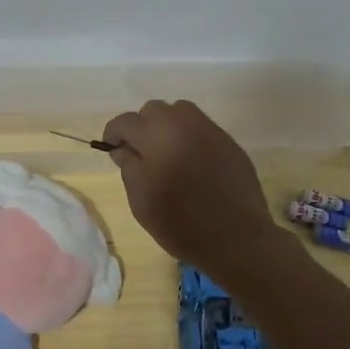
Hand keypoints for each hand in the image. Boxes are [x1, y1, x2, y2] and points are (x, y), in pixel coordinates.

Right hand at [99, 100, 278, 268]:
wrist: (236, 238)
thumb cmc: (180, 223)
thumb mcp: (141, 201)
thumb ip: (129, 167)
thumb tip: (124, 148)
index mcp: (156, 136)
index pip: (125, 122)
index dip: (114, 134)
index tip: (113, 150)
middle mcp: (183, 124)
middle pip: (153, 110)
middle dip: (142, 127)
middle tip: (141, 154)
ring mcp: (209, 130)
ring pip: (179, 112)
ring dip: (167, 126)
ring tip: (167, 153)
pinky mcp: (228, 141)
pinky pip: (201, 127)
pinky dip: (189, 136)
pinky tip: (191, 162)